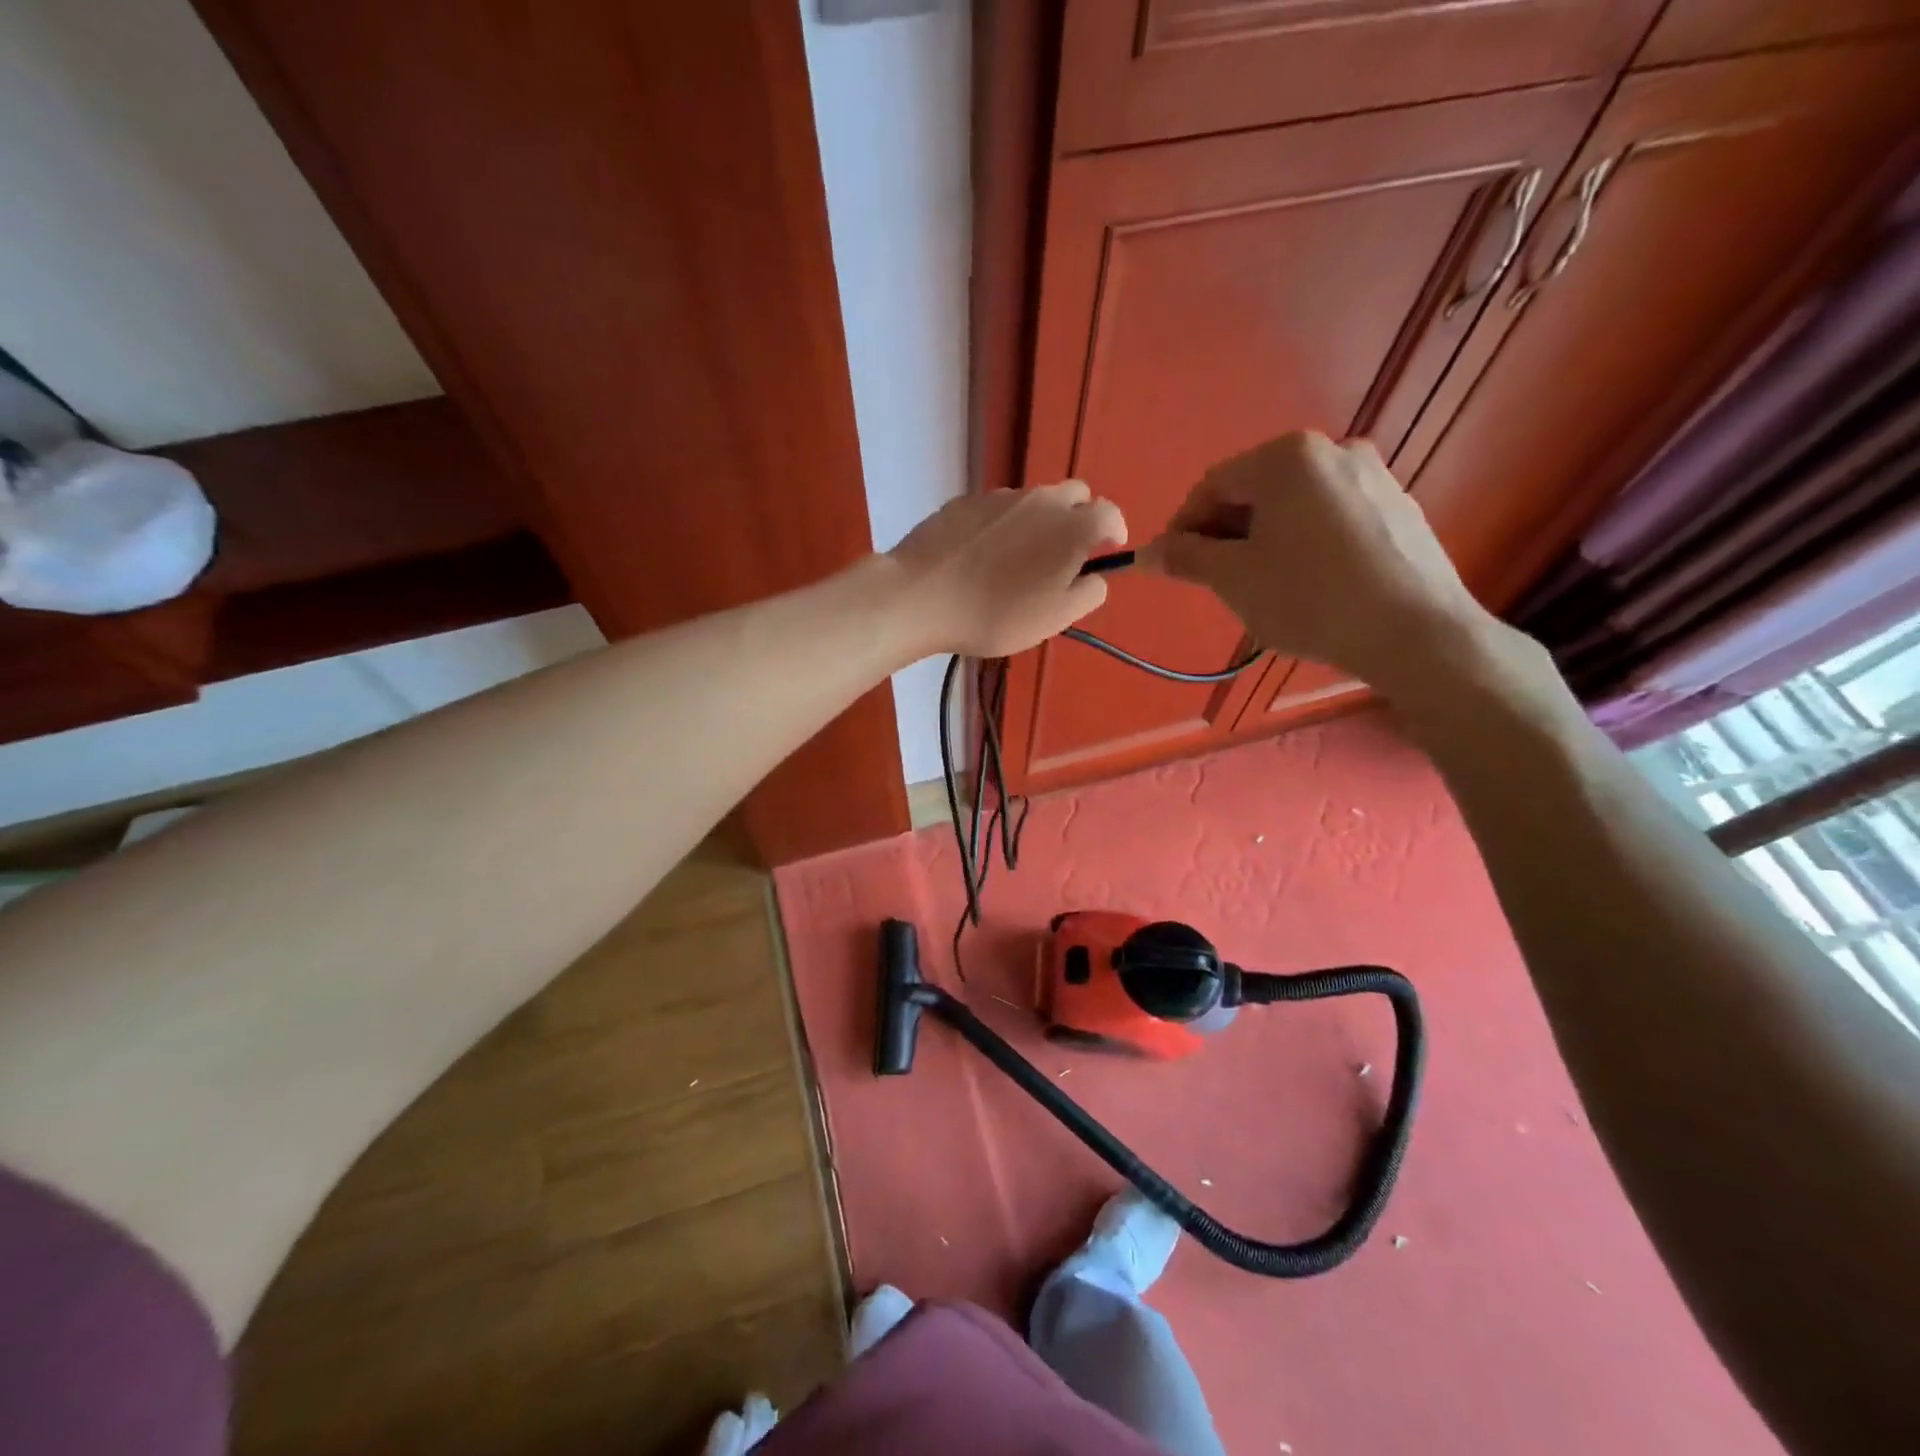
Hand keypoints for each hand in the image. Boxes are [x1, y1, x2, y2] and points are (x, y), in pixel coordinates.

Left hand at [888, 482, 1126, 658]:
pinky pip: (998, 509)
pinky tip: (981, 557)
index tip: (1107, 552)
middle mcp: (1042, 499)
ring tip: (1015, 561)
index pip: (1110, 513)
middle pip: (1075, 496)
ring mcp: (1000, 496)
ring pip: (1034, 501)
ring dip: (1038, 522)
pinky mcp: (965, 501)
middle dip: (1079, 519)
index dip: (1113, 533)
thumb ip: (1088, 593)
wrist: (921, 596)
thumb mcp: (1055, 618)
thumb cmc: (997, 614)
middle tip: (1062, 556)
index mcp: (1073, 526)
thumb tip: (1095, 575)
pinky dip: (1002, 526)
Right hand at [1143, 432, 1491, 698]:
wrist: (1415, 632)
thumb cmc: (1310, 598)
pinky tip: (1309, 583)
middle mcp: (1333, 450)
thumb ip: (1185, 558)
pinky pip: (1331, 517)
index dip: (1183, 527)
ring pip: (1294, 505)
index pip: (1212, 486)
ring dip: (1264, 538)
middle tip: (1216, 580)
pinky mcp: (1398, 507)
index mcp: (1287, 457)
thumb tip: (1146, 554)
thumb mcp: (1234, 579)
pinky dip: (1306, 542)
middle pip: (1255, 491)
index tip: (1174, 567)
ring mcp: (1373, 475)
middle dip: (1226, 533)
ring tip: (1262, 586)